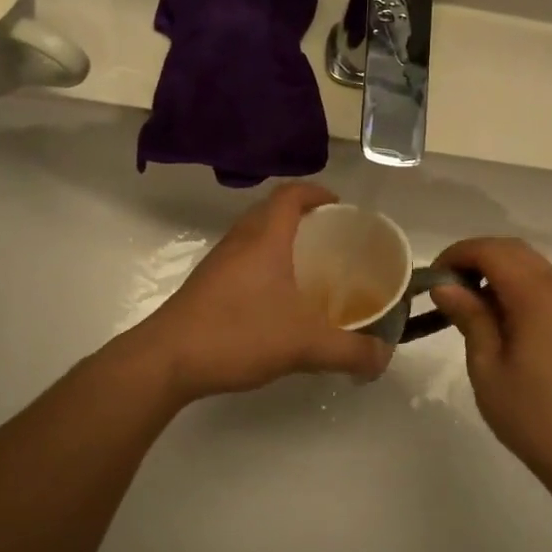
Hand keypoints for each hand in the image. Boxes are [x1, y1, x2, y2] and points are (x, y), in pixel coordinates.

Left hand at [135, 183, 391, 403]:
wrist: (167, 359)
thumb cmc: (239, 334)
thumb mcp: (305, 344)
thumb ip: (350, 351)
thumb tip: (384, 358)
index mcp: (265, 238)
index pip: (291, 194)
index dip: (316, 192)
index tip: (339, 205)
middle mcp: (240, 241)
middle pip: (271, 210)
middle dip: (302, 216)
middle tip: (330, 239)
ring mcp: (218, 262)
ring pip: (254, 235)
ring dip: (280, 240)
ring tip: (307, 268)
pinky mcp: (206, 285)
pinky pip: (242, 259)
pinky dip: (263, 265)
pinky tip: (277, 300)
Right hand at [430, 238, 551, 482]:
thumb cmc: (530, 414)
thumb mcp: (487, 366)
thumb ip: (469, 317)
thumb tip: (445, 286)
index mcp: (540, 297)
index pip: (493, 252)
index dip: (458, 254)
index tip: (432, 277)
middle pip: (514, 251)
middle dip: (476, 257)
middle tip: (445, 286)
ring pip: (530, 265)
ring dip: (496, 270)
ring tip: (466, 301)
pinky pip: (544, 285)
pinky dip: (515, 285)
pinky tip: (496, 315)